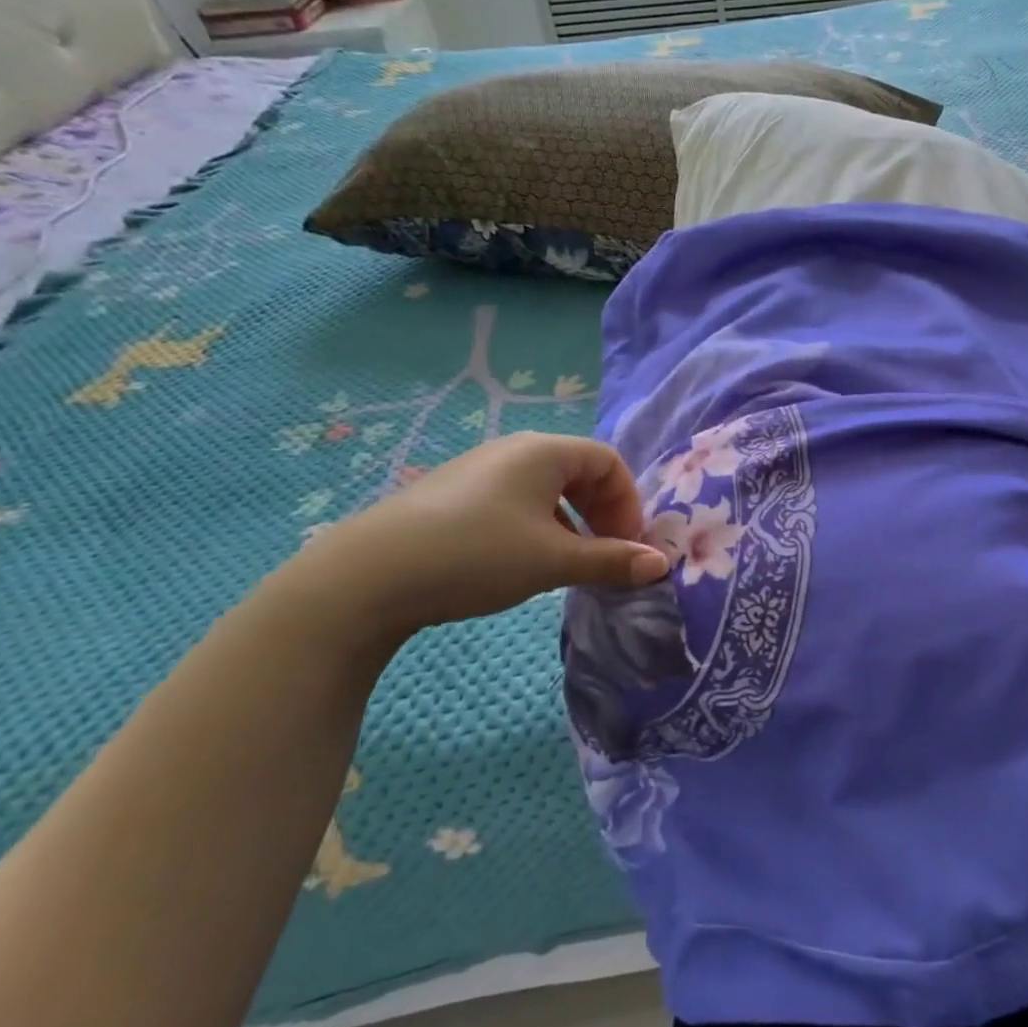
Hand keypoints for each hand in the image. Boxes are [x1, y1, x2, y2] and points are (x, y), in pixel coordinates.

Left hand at [284, 433, 668, 637]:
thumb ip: (611, 560)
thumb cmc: (476, 555)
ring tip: (567, 563)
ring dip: (571, 522)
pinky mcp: (453, 494)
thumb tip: (661, 565)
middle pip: (579, 471)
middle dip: (603, 512)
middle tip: (605, 553)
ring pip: (547, 488)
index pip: (609, 461)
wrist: (366, 577)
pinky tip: (521, 561)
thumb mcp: (553, 560)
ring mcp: (479, 469)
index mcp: (544, 451)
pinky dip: (538, 525)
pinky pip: (515, 499)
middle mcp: (514, 449)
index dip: (628, 502)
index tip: (626, 545)